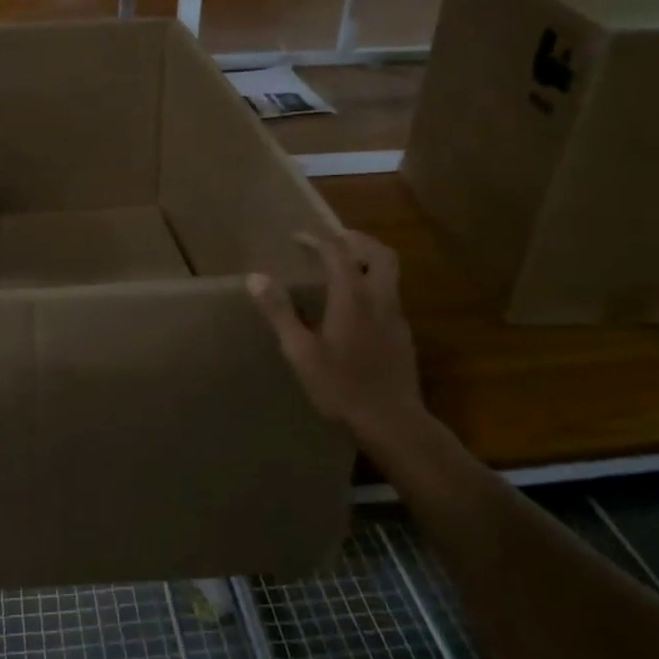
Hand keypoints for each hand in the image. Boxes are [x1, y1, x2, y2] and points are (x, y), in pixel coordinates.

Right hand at [248, 230, 428, 444]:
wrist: (392, 421)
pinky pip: (390, 294)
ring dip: (367, 260)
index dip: (317, 240)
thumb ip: (280, 312)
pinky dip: (373, 284)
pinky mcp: (403, 335)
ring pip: (389, 273)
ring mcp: (396, 317)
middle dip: (356, 240)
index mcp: (352, 297)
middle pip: (379, 253)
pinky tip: (355, 306)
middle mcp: (379, 298)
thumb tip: (255, 277)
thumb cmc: (341, 387)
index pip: (337, 253)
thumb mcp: (300, 352)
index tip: (297, 237)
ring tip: (343, 267)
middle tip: (332, 240)